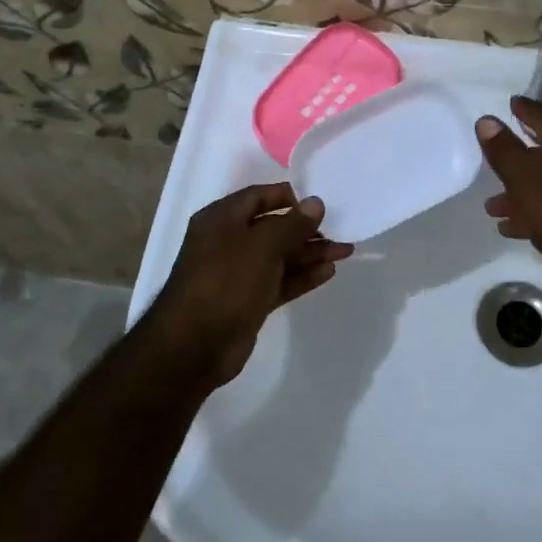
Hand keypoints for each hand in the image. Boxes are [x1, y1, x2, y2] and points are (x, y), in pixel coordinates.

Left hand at [148, 183, 352, 384]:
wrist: (195, 345)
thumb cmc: (226, 280)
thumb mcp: (262, 245)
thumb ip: (292, 223)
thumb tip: (315, 203)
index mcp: (221, 219)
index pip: (259, 196)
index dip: (289, 197)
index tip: (320, 202)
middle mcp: (228, 241)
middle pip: (273, 227)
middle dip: (307, 229)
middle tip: (341, 230)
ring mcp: (238, 273)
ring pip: (280, 256)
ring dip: (310, 253)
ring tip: (345, 251)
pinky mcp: (248, 301)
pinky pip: (279, 281)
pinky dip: (302, 276)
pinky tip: (328, 272)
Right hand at [477, 96, 541, 325]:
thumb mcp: (528, 182)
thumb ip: (505, 152)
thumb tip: (486, 120)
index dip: (524, 108)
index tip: (509, 103)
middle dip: (515, 156)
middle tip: (490, 158)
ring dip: (520, 192)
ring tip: (492, 208)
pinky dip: (534, 214)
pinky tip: (513, 230)